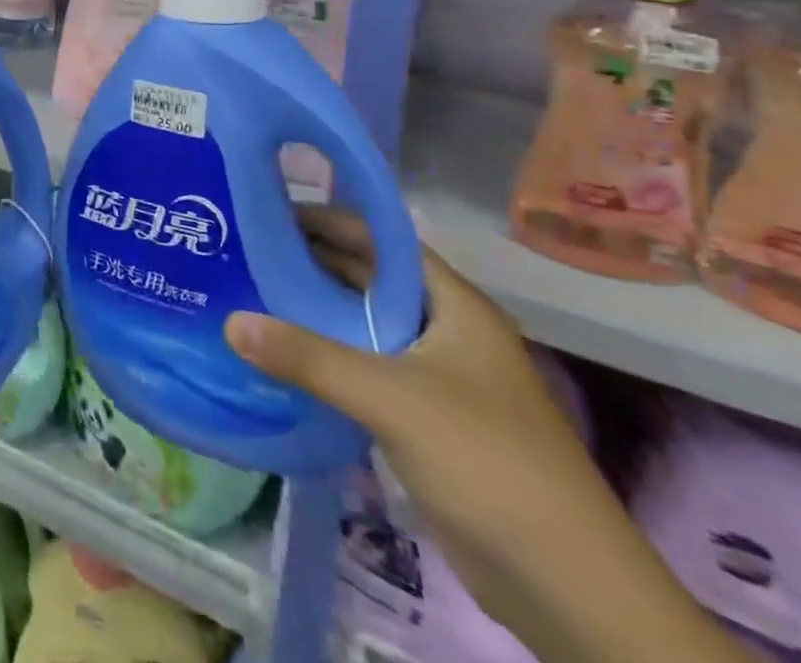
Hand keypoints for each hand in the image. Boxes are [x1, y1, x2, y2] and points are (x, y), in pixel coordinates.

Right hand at [223, 212, 750, 662]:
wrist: (569, 588)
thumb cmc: (486, 461)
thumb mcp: (390, 397)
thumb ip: (308, 356)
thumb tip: (231, 322)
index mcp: (454, 306)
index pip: (383, 241)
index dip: (331, 220)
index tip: (271, 212)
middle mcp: (448, 331)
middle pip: (372, 281)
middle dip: (315, 264)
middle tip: (248, 251)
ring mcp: (441, 379)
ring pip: (367, 327)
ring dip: (318, 313)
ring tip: (253, 294)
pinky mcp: (429, 422)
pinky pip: (369, 371)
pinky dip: (330, 358)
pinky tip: (285, 358)